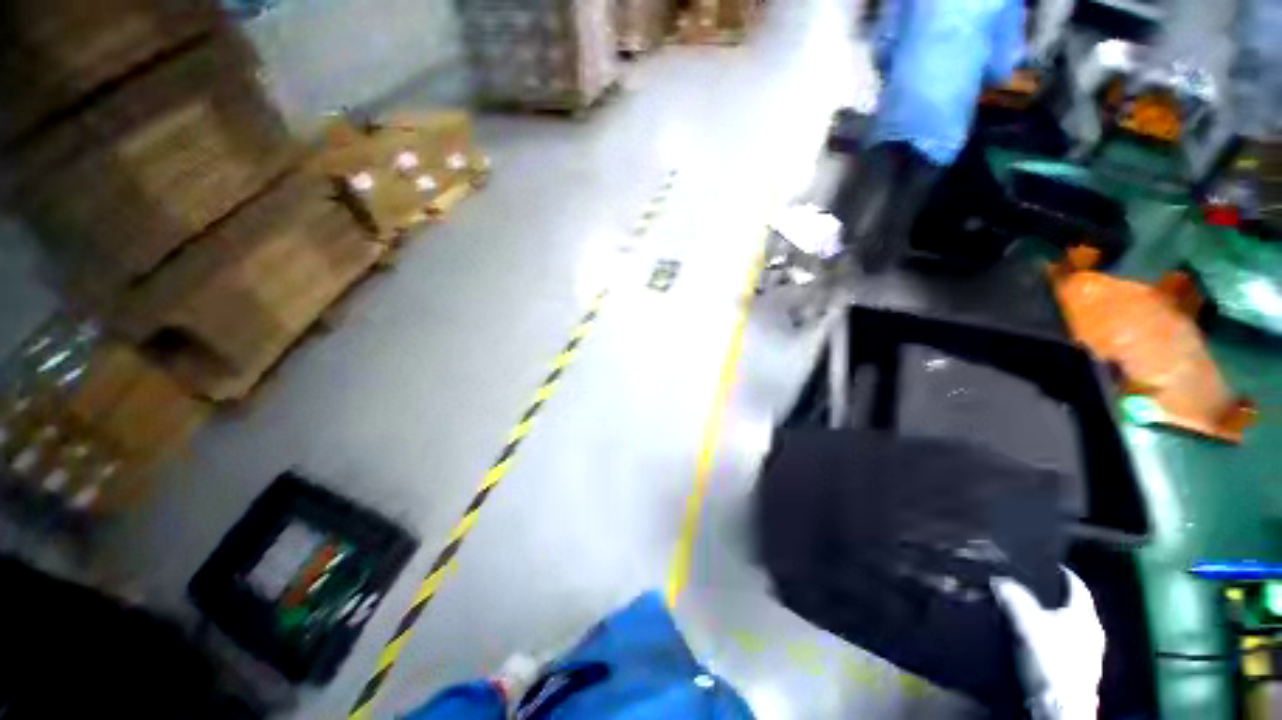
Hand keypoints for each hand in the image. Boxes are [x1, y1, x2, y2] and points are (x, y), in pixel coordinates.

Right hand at [992, 568, 1105, 719]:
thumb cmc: (1049, 658)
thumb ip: (1013, 597)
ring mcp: (1090, 654)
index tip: (1050, 566)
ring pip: (1073, 628)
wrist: (1058, 705)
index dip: (1064, 574)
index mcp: (1085, 615)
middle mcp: (1093, 631)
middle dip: (1057, 599)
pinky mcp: (1082, 671)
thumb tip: (998, 578)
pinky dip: (1056, 639)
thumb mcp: (1026, 623)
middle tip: (1036, 591)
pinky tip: (1041, 643)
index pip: (1077, 586)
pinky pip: (1069, 645)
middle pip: (1076, 607)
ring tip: (1034, 617)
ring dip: (1056, 620)